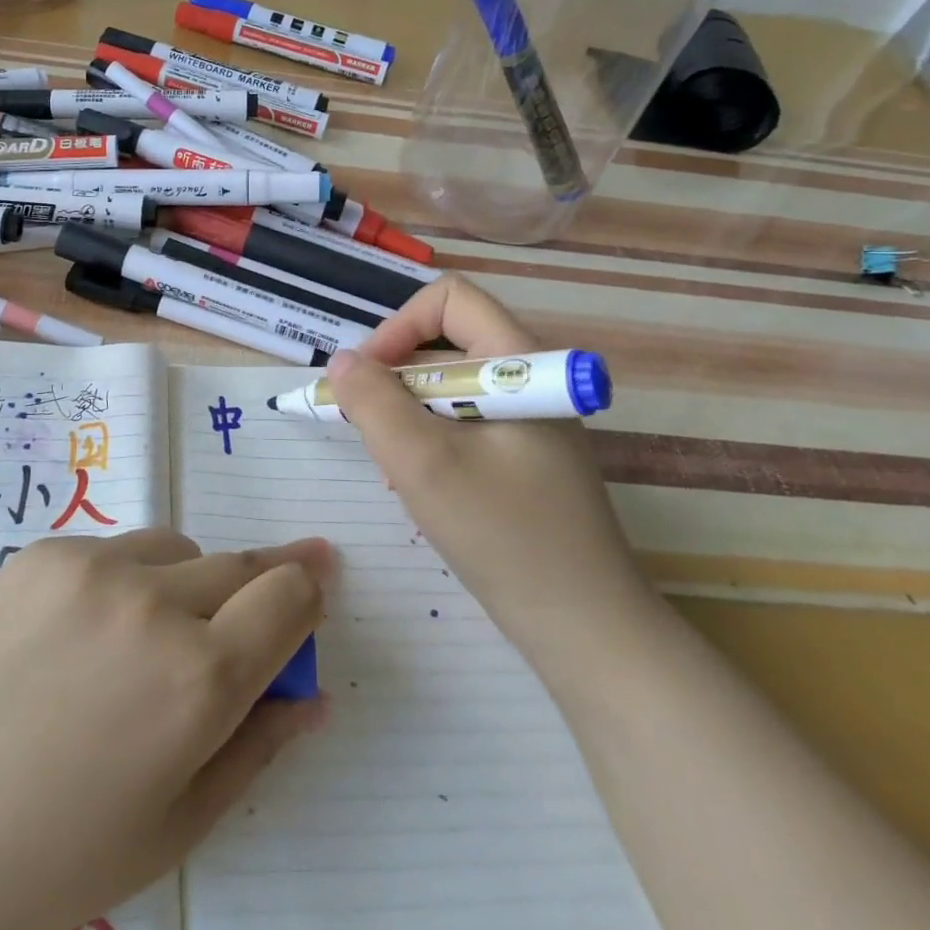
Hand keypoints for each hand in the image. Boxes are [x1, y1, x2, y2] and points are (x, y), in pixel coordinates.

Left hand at [0, 530, 331, 929]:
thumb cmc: (52, 853)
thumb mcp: (175, 826)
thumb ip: (257, 749)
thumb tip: (313, 696)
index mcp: (199, 680)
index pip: (289, 597)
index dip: (308, 592)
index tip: (314, 589)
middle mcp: (157, 603)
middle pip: (242, 564)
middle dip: (261, 583)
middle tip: (251, 609)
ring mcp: (96, 565)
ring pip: (180, 549)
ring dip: (187, 583)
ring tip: (145, 639)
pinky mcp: (48, 549)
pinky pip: (116, 548)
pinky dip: (124, 581)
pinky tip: (79, 635)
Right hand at [326, 276, 651, 649]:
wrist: (587, 631)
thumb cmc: (505, 536)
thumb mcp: (423, 465)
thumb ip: (374, 403)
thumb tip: (343, 360)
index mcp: (519, 363)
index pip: (450, 299)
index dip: (399, 326)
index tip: (368, 378)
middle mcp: (528, 380)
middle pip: (446, 342)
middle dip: (396, 378)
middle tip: (370, 429)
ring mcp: (530, 420)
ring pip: (449, 387)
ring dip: (409, 414)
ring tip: (397, 468)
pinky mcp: (525, 456)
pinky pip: (463, 423)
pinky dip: (430, 440)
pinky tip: (422, 488)